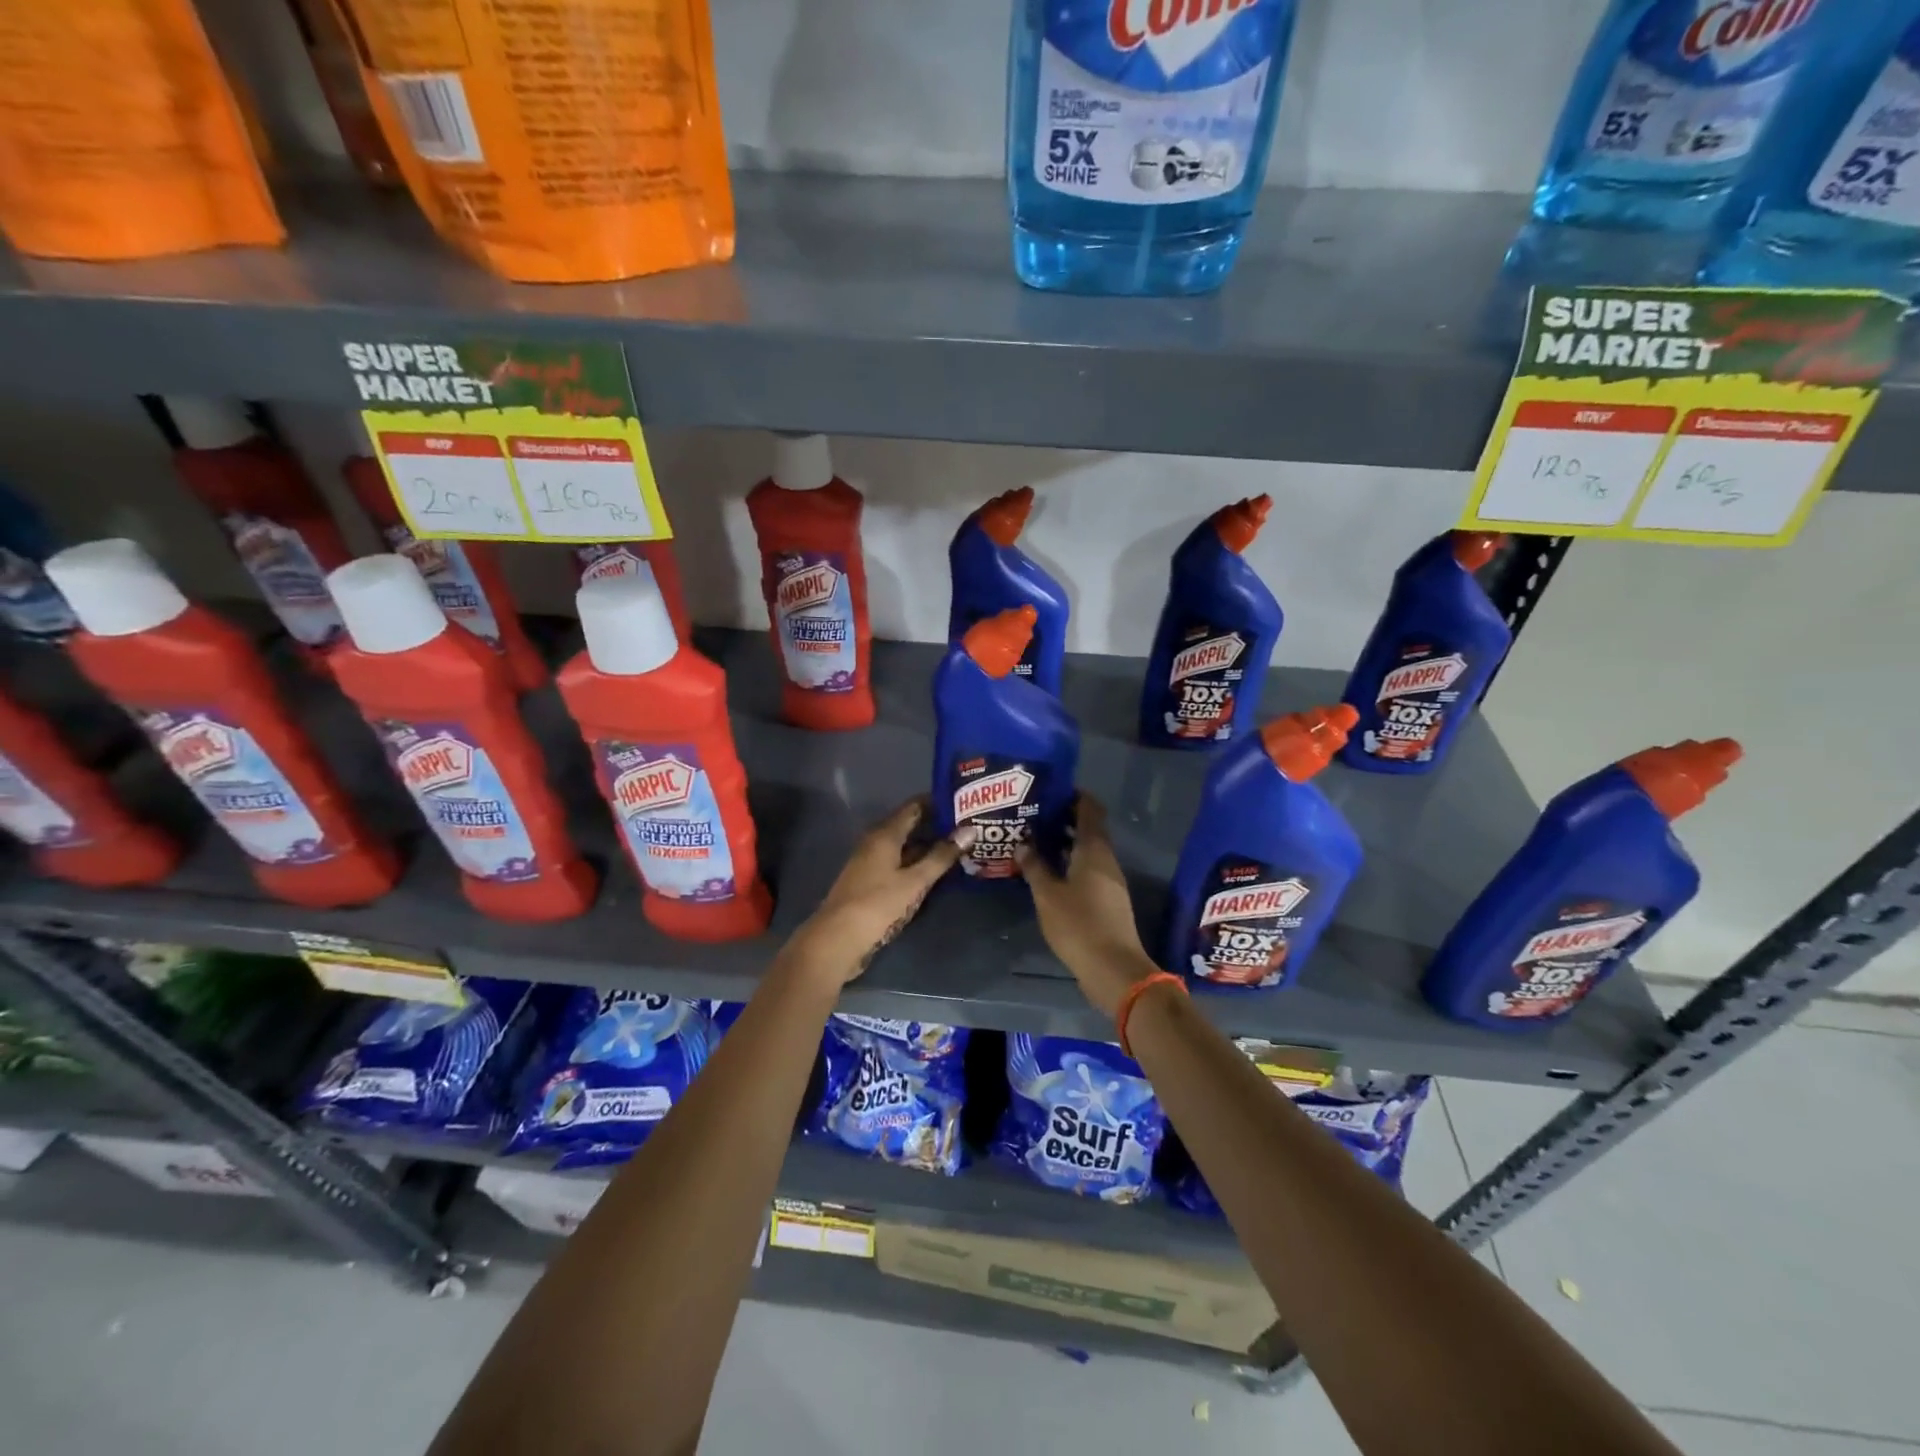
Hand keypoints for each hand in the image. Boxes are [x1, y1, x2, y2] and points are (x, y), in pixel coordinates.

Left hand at [787, 799, 974, 985]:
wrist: (837, 940)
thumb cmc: (877, 905)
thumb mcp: (915, 881)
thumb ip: (941, 856)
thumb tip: (970, 830)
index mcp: (884, 834)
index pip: (914, 806)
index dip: (938, 802)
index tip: (964, 802)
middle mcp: (875, 842)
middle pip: (909, 826)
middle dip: (937, 826)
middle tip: (969, 826)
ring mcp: (871, 864)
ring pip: (905, 847)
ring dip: (928, 847)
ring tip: (960, 848)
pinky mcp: (870, 883)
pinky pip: (899, 864)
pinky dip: (917, 864)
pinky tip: (936, 873)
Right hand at [1016, 795, 1156, 1017]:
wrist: (1114, 969)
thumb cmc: (1079, 924)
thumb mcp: (1048, 894)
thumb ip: (1035, 866)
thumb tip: (1023, 843)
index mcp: (1094, 849)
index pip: (1089, 809)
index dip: (1073, 796)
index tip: (1050, 791)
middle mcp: (1106, 859)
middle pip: (1088, 828)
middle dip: (1063, 819)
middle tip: (1034, 816)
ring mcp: (1110, 880)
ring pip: (1088, 851)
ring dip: (1065, 843)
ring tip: (1035, 841)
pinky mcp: (1108, 900)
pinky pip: (1089, 869)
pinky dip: (1070, 863)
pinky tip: (1049, 872)